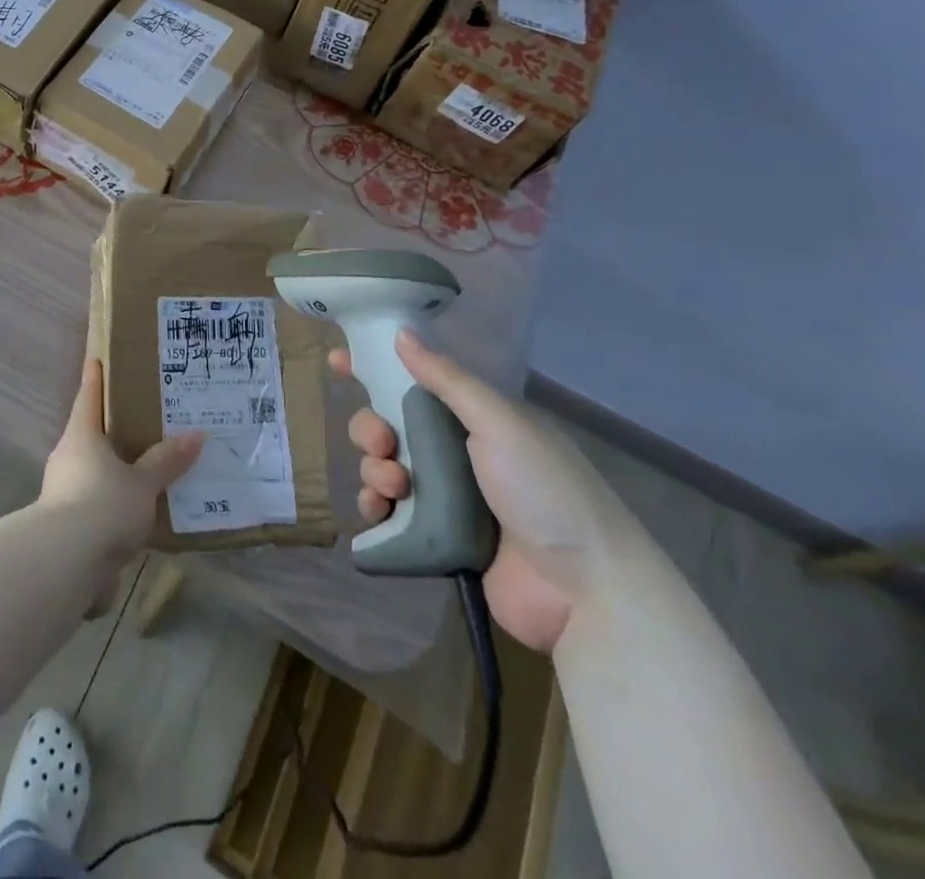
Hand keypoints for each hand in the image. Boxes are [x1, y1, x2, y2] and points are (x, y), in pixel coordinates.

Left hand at [41, 359, 203, 564]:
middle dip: (110, 428)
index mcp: (81, 436)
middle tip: (140, 418)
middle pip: (90, 435)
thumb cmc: (103, 505)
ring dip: (115, 470)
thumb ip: (167, 461)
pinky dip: (115, 503)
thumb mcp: (142, 483)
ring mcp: (63, 493)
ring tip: (147, 467)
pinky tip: (139, 511)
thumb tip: (196, 434)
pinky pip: (97, 504)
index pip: (88, 398)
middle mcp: (67, 458)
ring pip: (93, 471)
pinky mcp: (68, 526)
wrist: (66, 563)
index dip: (94, 378)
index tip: (96, 359)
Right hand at [337, 331, 649, 652]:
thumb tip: (401, 333)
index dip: (376, 370)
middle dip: (372, 429)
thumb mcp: (500, 423)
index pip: (418, 382)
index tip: (338, 362)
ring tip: (395, 488)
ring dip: (375, 471)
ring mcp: (447, 498)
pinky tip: (379, 513)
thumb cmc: (546, 491)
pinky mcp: (437, 539)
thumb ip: (448, 379)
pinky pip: (390, 514)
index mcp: (476, 420)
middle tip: (382, 443)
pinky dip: (376, 509)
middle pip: (391, 427)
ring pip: (385, 468)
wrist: (585, 591)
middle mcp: (458, 453)